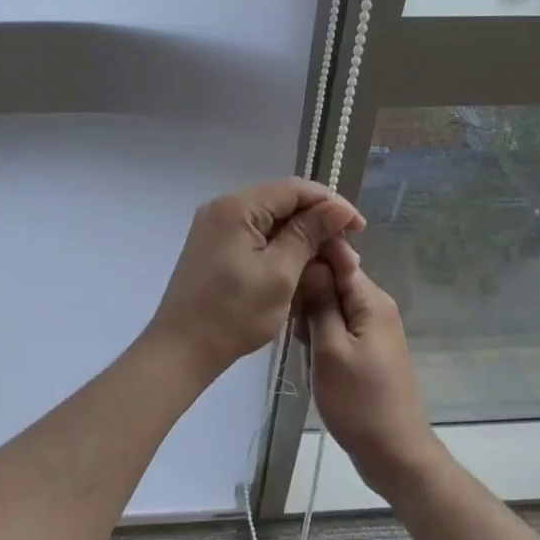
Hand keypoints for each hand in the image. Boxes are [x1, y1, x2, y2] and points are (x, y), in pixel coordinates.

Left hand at [145, 177, 364, 381]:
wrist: (180, 350)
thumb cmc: (234, 313)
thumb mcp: (280, 273)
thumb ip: (309, 234)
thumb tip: (339, 207)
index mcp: (237, 207)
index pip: (294, 189)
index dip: (330, 204)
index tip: (359, 228)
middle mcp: (222, 207)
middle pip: (281, 202)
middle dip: (317, 222)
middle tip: (346, 250)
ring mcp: (215, 227)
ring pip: (269, 220)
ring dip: (300, 237)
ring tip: (328, 261)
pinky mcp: (213, 247)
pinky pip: (254, 236)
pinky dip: (279, 248)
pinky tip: (299, 266)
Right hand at [299, 238, 444, 499]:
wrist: (393, 452)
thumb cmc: (358, 401)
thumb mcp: (330, 349)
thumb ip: (319, 302)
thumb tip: (311, 259)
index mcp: (371, 300)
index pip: (338, 255)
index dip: (309, 254)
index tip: (280, 265)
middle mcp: (376, 305)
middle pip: (334, 277)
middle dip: (307, 290)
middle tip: (287, 316)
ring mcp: (373, 327)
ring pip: (332, 302)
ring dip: (311, 315)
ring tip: (296, 339)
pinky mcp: (367, 346)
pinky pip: (338, 323)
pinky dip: (320, 332)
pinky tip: (307, 352)